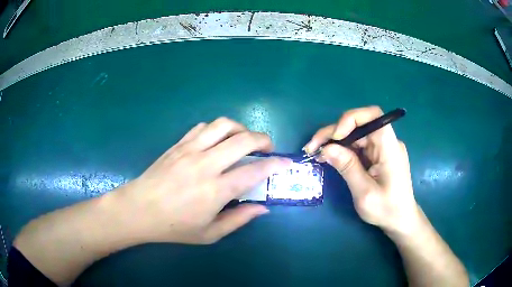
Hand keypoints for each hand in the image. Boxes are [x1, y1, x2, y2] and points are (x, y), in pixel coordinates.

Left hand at [114, 117, 290, 243]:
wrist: (139, 209)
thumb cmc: (174, 226)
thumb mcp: (209, 233)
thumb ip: (239, 219)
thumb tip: (263, 208)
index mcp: (215, 190)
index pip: (254, 171)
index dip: (275, 164)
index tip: (286, 162)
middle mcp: (205, 164)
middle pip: (243, 140)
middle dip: (263, 139)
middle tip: (268, 148)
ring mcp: (190, 150)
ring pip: (223, 125)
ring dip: (241, 128)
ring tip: (244, 140)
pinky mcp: (178, 144)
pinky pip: (203, 127)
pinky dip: (218, 129)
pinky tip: (218, 140)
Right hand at [304, 106, 418, 233]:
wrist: (400, 219)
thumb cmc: (386, 209)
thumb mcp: (364, 192)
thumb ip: (347, 167)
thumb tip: (326, 148)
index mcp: (389, 147)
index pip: (373, 116)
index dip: (351, 119)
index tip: (335, 137)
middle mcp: (387, 142)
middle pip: (359, 124)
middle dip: (334, 132)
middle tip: (312, 147)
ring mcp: (382, 148)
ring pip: (356, 134)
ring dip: (335, 141)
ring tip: (316, 153)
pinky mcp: (377, 155)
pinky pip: (358, 146)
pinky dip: (342, 149)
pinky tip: (329, 157)